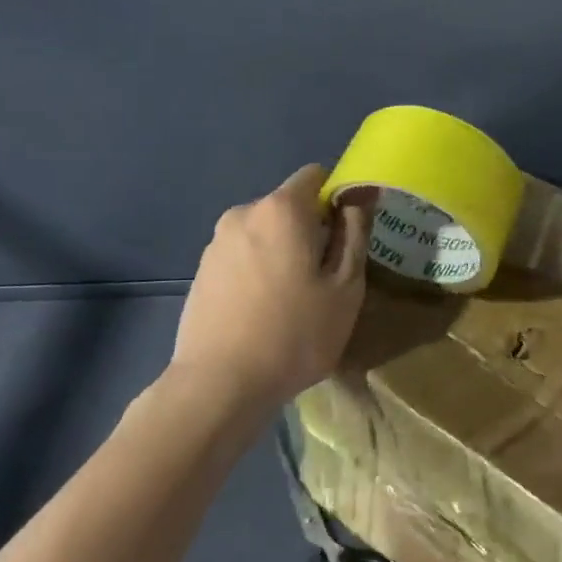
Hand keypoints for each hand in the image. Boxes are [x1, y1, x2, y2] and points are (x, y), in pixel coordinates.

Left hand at [173, 165, 372, 413]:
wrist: (219, 385)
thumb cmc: (295, 334)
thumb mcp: (345, 286)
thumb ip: (354, 232)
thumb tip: (360, 195)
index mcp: (282, 209)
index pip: (315, 176)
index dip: (336, 200)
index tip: (344, 240)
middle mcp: (244, 212)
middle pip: (288, 206)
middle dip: (309, 230)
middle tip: (323, 278)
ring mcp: (216, 242)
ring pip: (264, 232)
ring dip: (281, 252)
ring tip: (291, 301)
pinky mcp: (201, 270)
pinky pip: (241, 255)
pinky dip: (257, 270)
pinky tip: (262, 312)